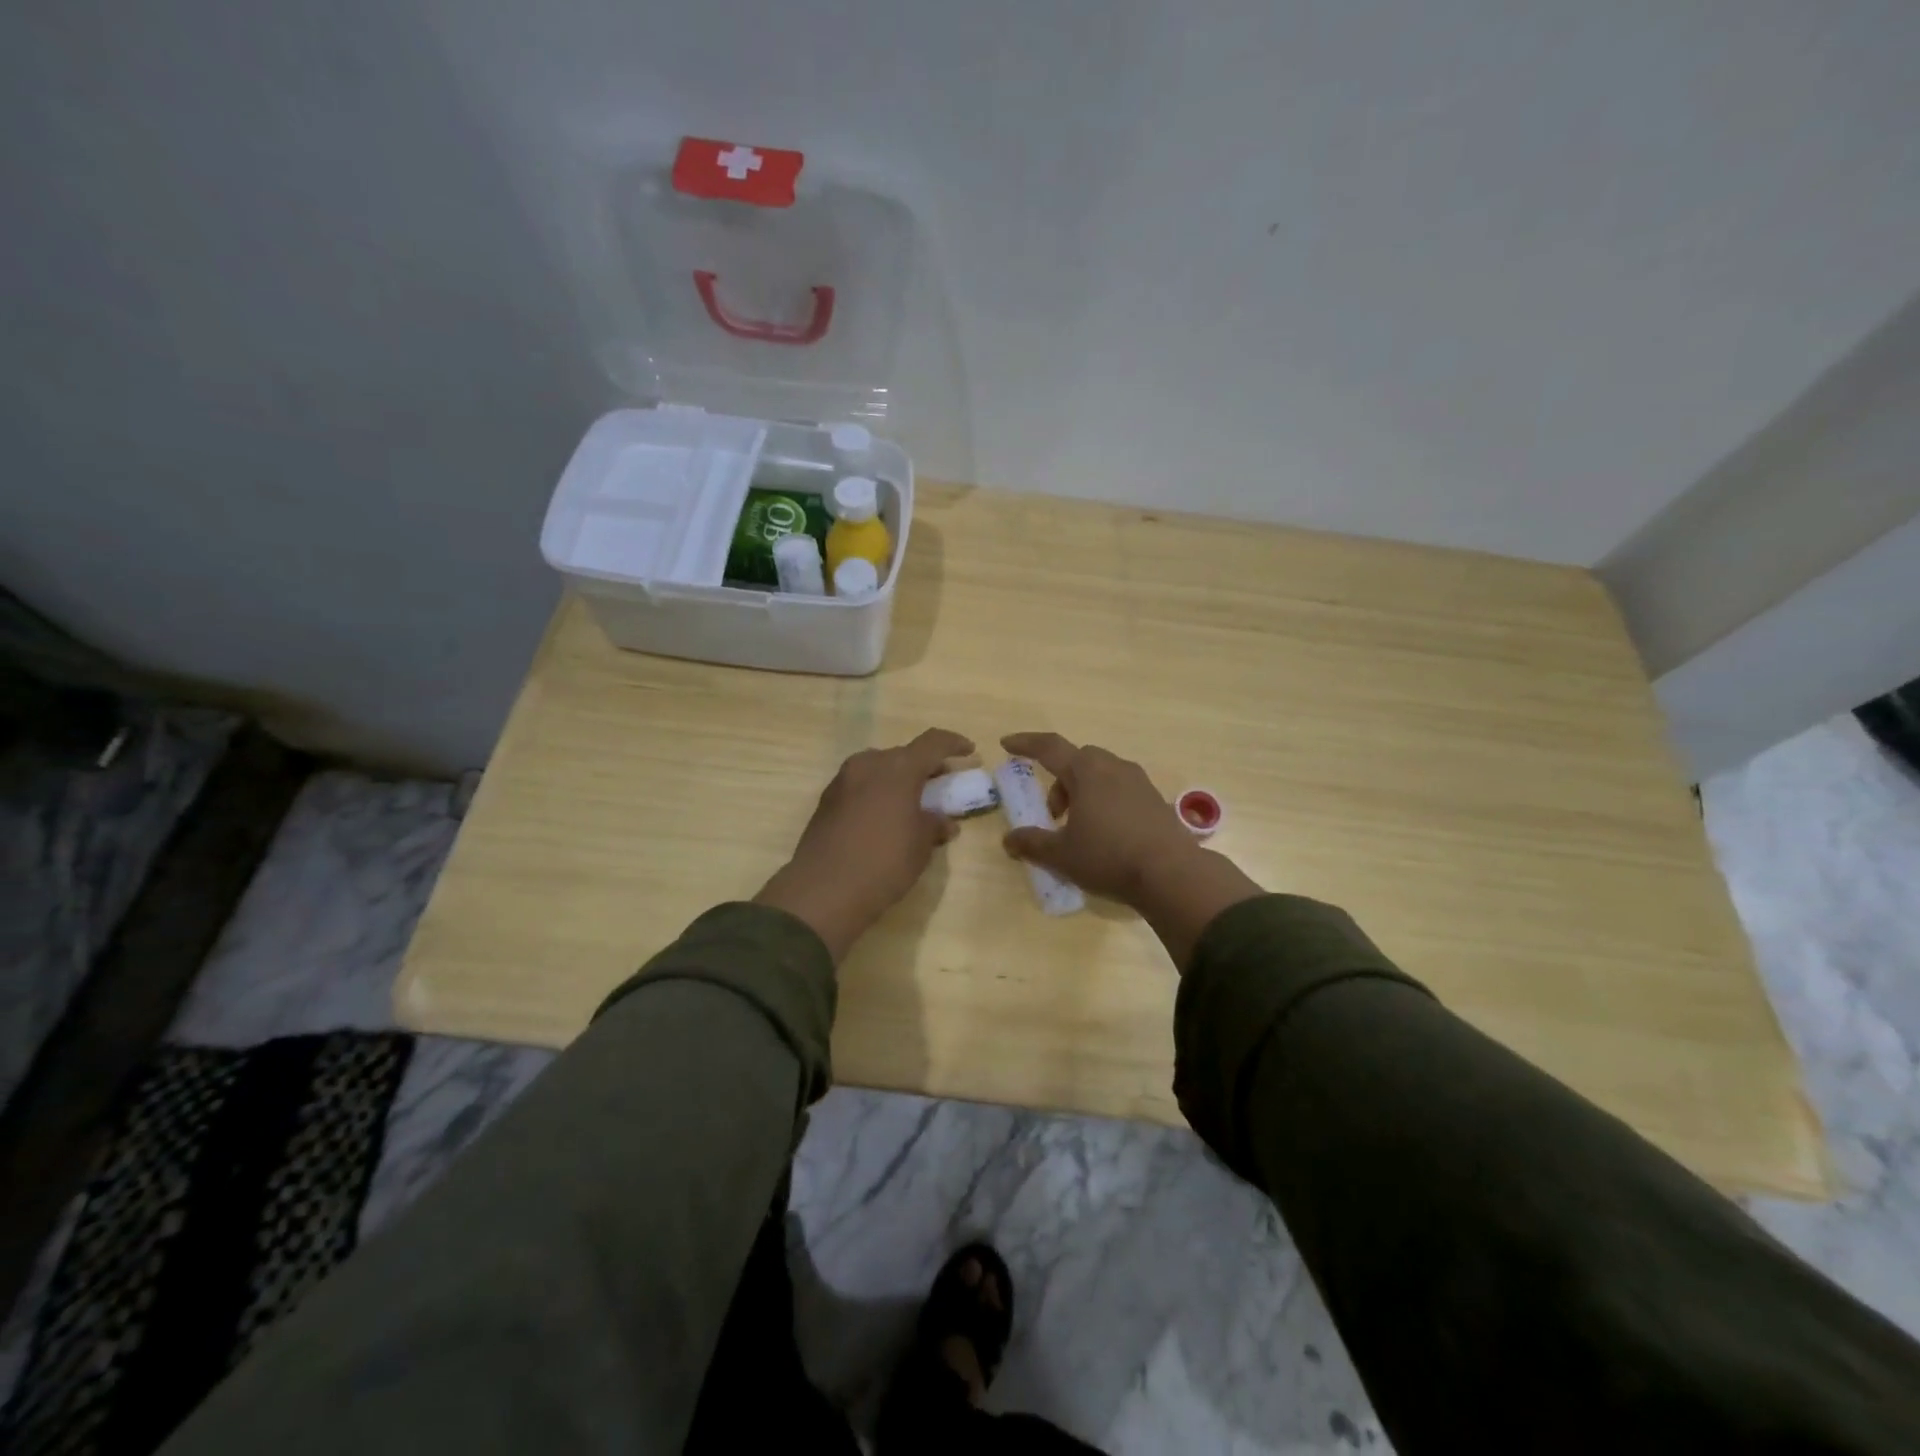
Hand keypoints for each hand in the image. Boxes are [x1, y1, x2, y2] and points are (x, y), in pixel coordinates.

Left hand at [755, 728, 973, 961]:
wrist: (824, 891)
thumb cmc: (884, 863)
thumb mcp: (920, 846)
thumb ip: (934, 825)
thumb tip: (943, 821)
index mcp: (898, 768)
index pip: (932, 743)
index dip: (953, 744)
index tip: (969, 751)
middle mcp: (868, 764)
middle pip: (903, 755)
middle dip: (923, 766)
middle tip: (939, 783)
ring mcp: (843, 780)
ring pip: (878, 768)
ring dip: (897, 779)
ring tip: (911, 802)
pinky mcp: (826, 800)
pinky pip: (860, 786)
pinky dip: (877, 792)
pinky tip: (884, 817)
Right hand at [998, 733, 1197, 903]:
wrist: (1171, 873)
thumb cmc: (1108, 857)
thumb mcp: (1062, 855)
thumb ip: (1032, 844)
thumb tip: (1009, 840)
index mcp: (1086, 772)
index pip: (1049, 747)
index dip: (1026, 744)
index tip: (1007, 744)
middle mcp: (1113, 767)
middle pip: (1078, 760)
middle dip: (1060, 780)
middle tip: (1053, 813)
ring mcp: (1139, 781)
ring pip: (1102, 773)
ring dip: (1084, 791)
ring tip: (1080, 826)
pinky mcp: (1156, 799)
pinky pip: (1122, 789)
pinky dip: (1106, 800)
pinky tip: (1108, 833)